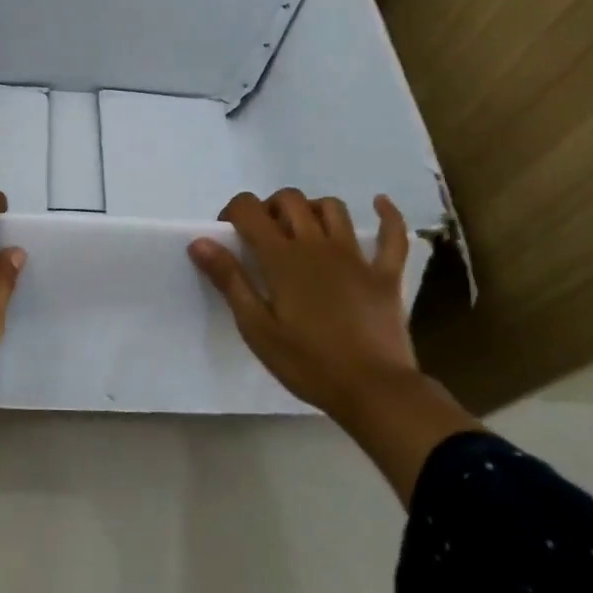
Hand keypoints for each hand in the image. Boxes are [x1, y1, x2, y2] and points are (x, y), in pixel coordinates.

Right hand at [189, 188, 479, 503]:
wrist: (374, 391)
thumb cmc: (308, 362)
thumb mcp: (257, 328)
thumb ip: (229, 280)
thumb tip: (199, 241)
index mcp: (282, 257)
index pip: (250, 210)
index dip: (234, 211)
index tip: (228, 232)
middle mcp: (317, 245)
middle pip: (291, 200)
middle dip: (270, 207)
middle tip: (263, 234)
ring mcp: (355, 257)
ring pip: (332, 208)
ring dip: (313, 208)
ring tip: (304, 228)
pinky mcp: (385, 274)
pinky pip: (393, 236)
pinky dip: (387, 215)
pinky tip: (380, 204)